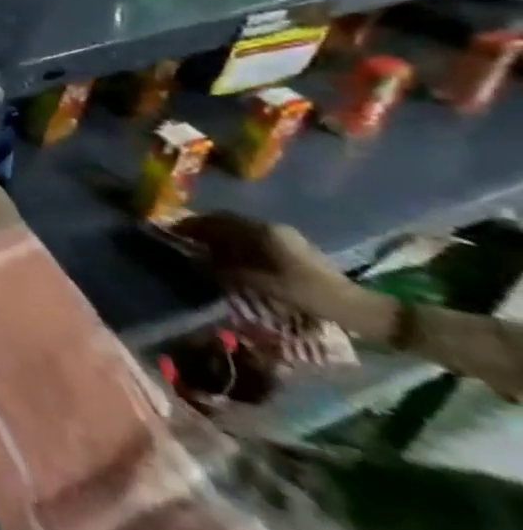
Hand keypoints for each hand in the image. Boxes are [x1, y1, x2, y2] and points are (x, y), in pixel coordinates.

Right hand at [175, 213, 372, 327]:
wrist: (357, 308)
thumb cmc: (308, 294)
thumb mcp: (262, 284)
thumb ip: (226, 270)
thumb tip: (195, 261)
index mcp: (262, 231)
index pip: (217, 220)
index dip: (192, 224)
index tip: (172, 231)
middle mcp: (270, 227)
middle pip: (227, 222)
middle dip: (204, 229)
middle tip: (183, 240)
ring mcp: (283, 236)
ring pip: (239, 230)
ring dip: (219, 237)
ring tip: (202, 250)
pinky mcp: (291, 247)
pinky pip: (252, 239)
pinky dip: (234, 244)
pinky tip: (229, 258)